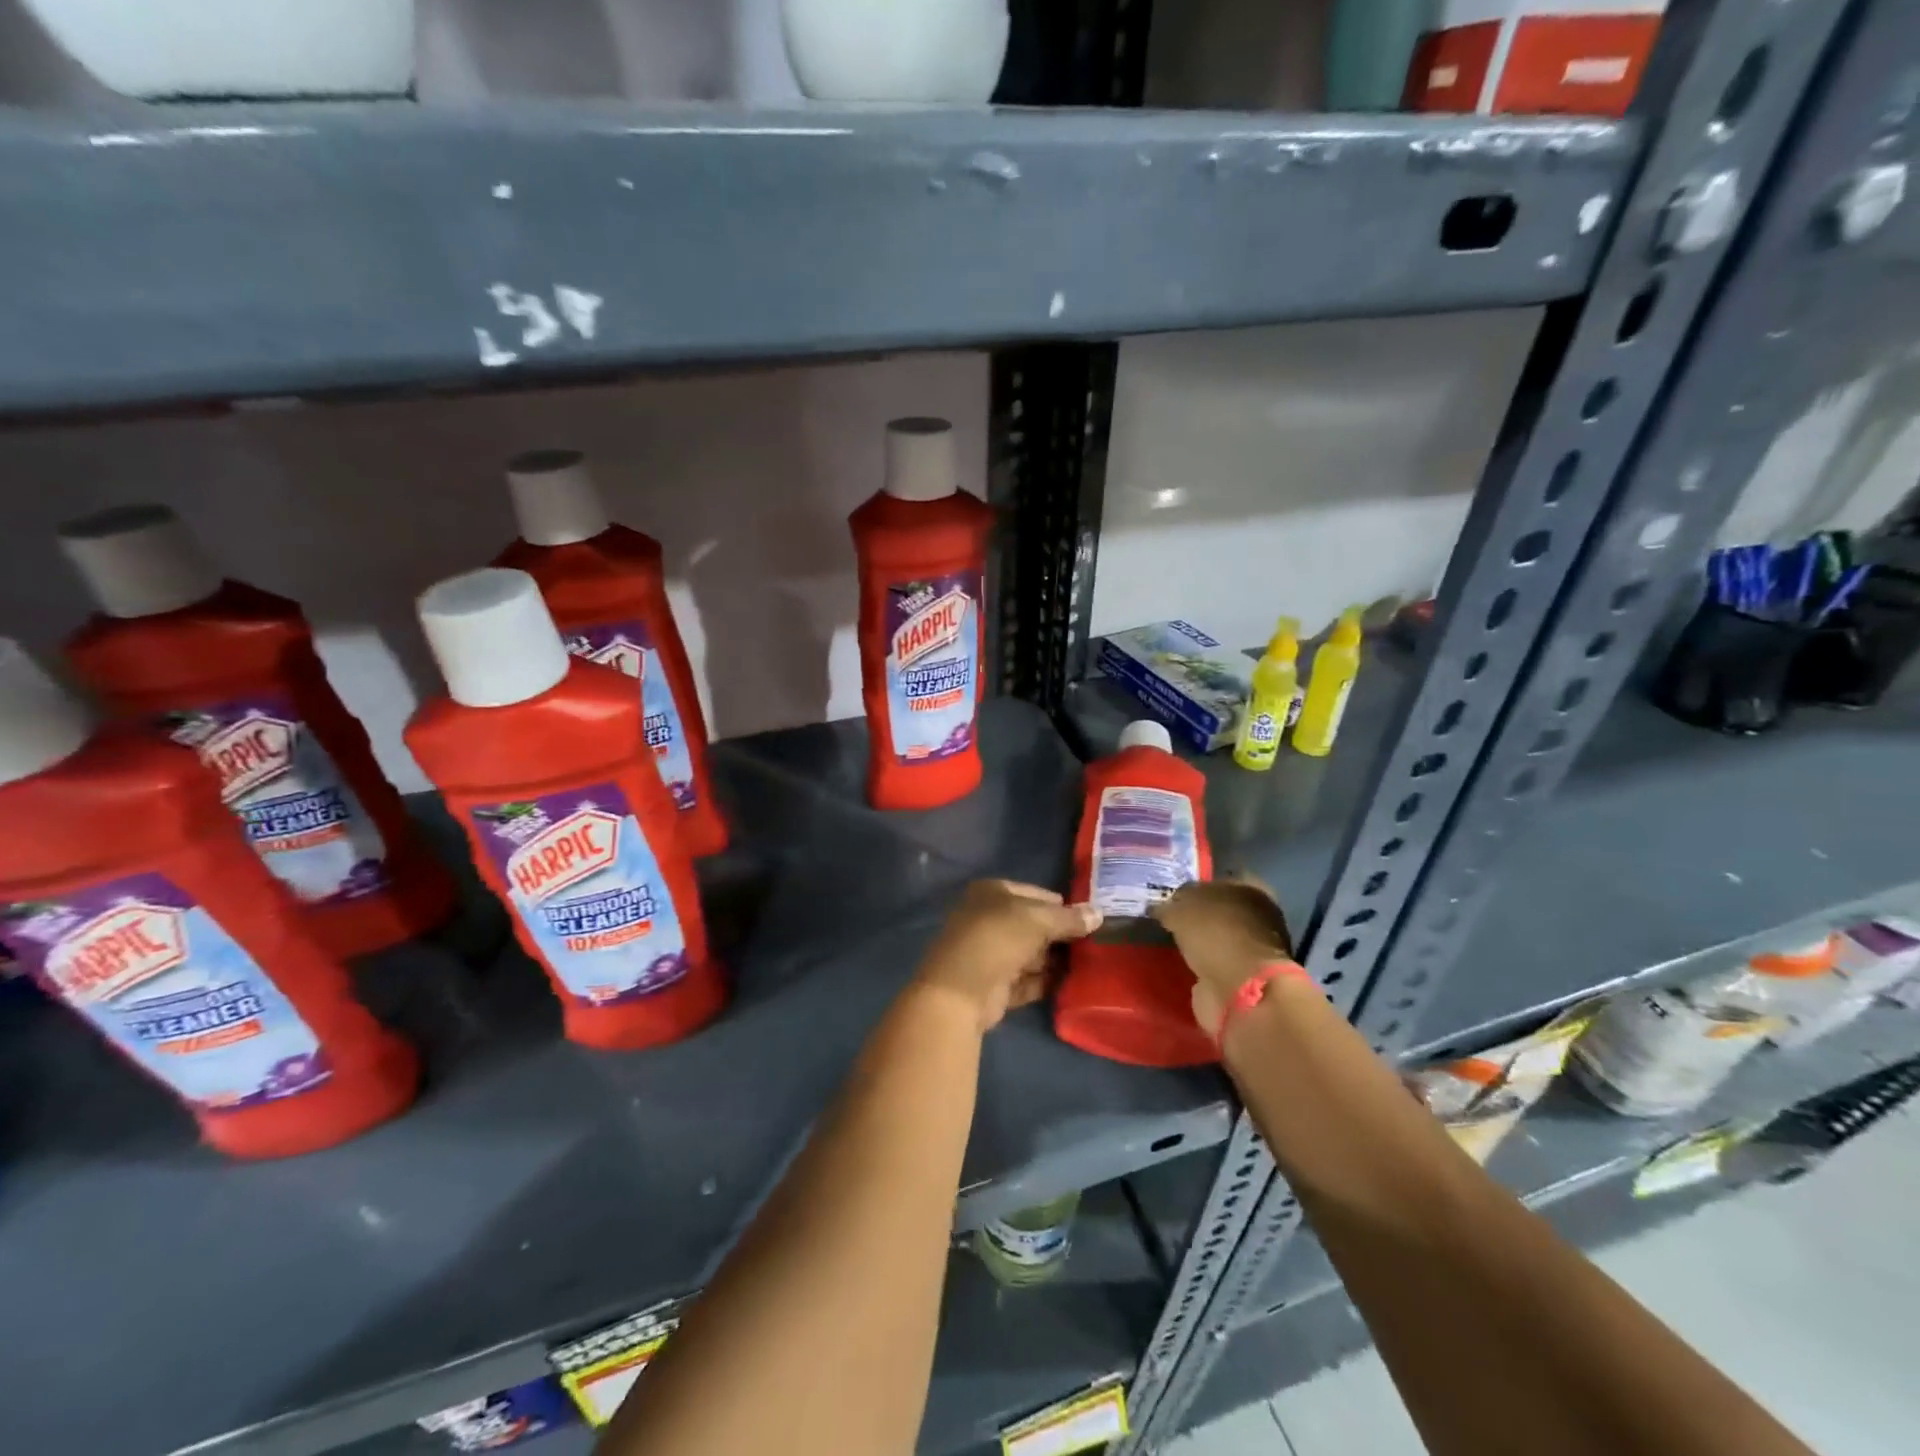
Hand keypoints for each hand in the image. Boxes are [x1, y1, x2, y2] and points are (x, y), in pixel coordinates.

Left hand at [913, 880, 1101, 1032]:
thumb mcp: (1039, 919)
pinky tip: (1073, 984)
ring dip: (1055, 960)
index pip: (1033, 893)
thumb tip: (1098, 914)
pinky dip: (1047, 981)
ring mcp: (991, 954)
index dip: (1060, 904)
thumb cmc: (998, 938)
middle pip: (1033, 925)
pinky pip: (1027, 980)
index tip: (1088, 917)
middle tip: (1095, 942)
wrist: (962, 990)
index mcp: (992, 893)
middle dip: (1060, 934)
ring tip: (1091, 963)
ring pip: (1031, 954)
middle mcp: (988, 920)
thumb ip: (1069, 918)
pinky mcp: (995, 986)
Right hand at [1151, 877, 1294, 1032]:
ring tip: (1170, 942)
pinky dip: (1202, 964)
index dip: (1191, 887)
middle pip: (1218, 909)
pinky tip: (1181, 963)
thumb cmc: (1215, 935)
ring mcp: (1254, 947)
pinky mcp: (1246, 976)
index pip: (1215, 880)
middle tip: (1166, 920)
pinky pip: (1216, 962)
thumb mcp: (1180, 910)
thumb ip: (1169, 906)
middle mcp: (1257, 914)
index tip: (1169, 897)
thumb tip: (1159, 908)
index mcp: (1249, 887)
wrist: (1240, 990)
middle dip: (1195, 916)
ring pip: (1217, 937)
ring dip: (1199, 941)